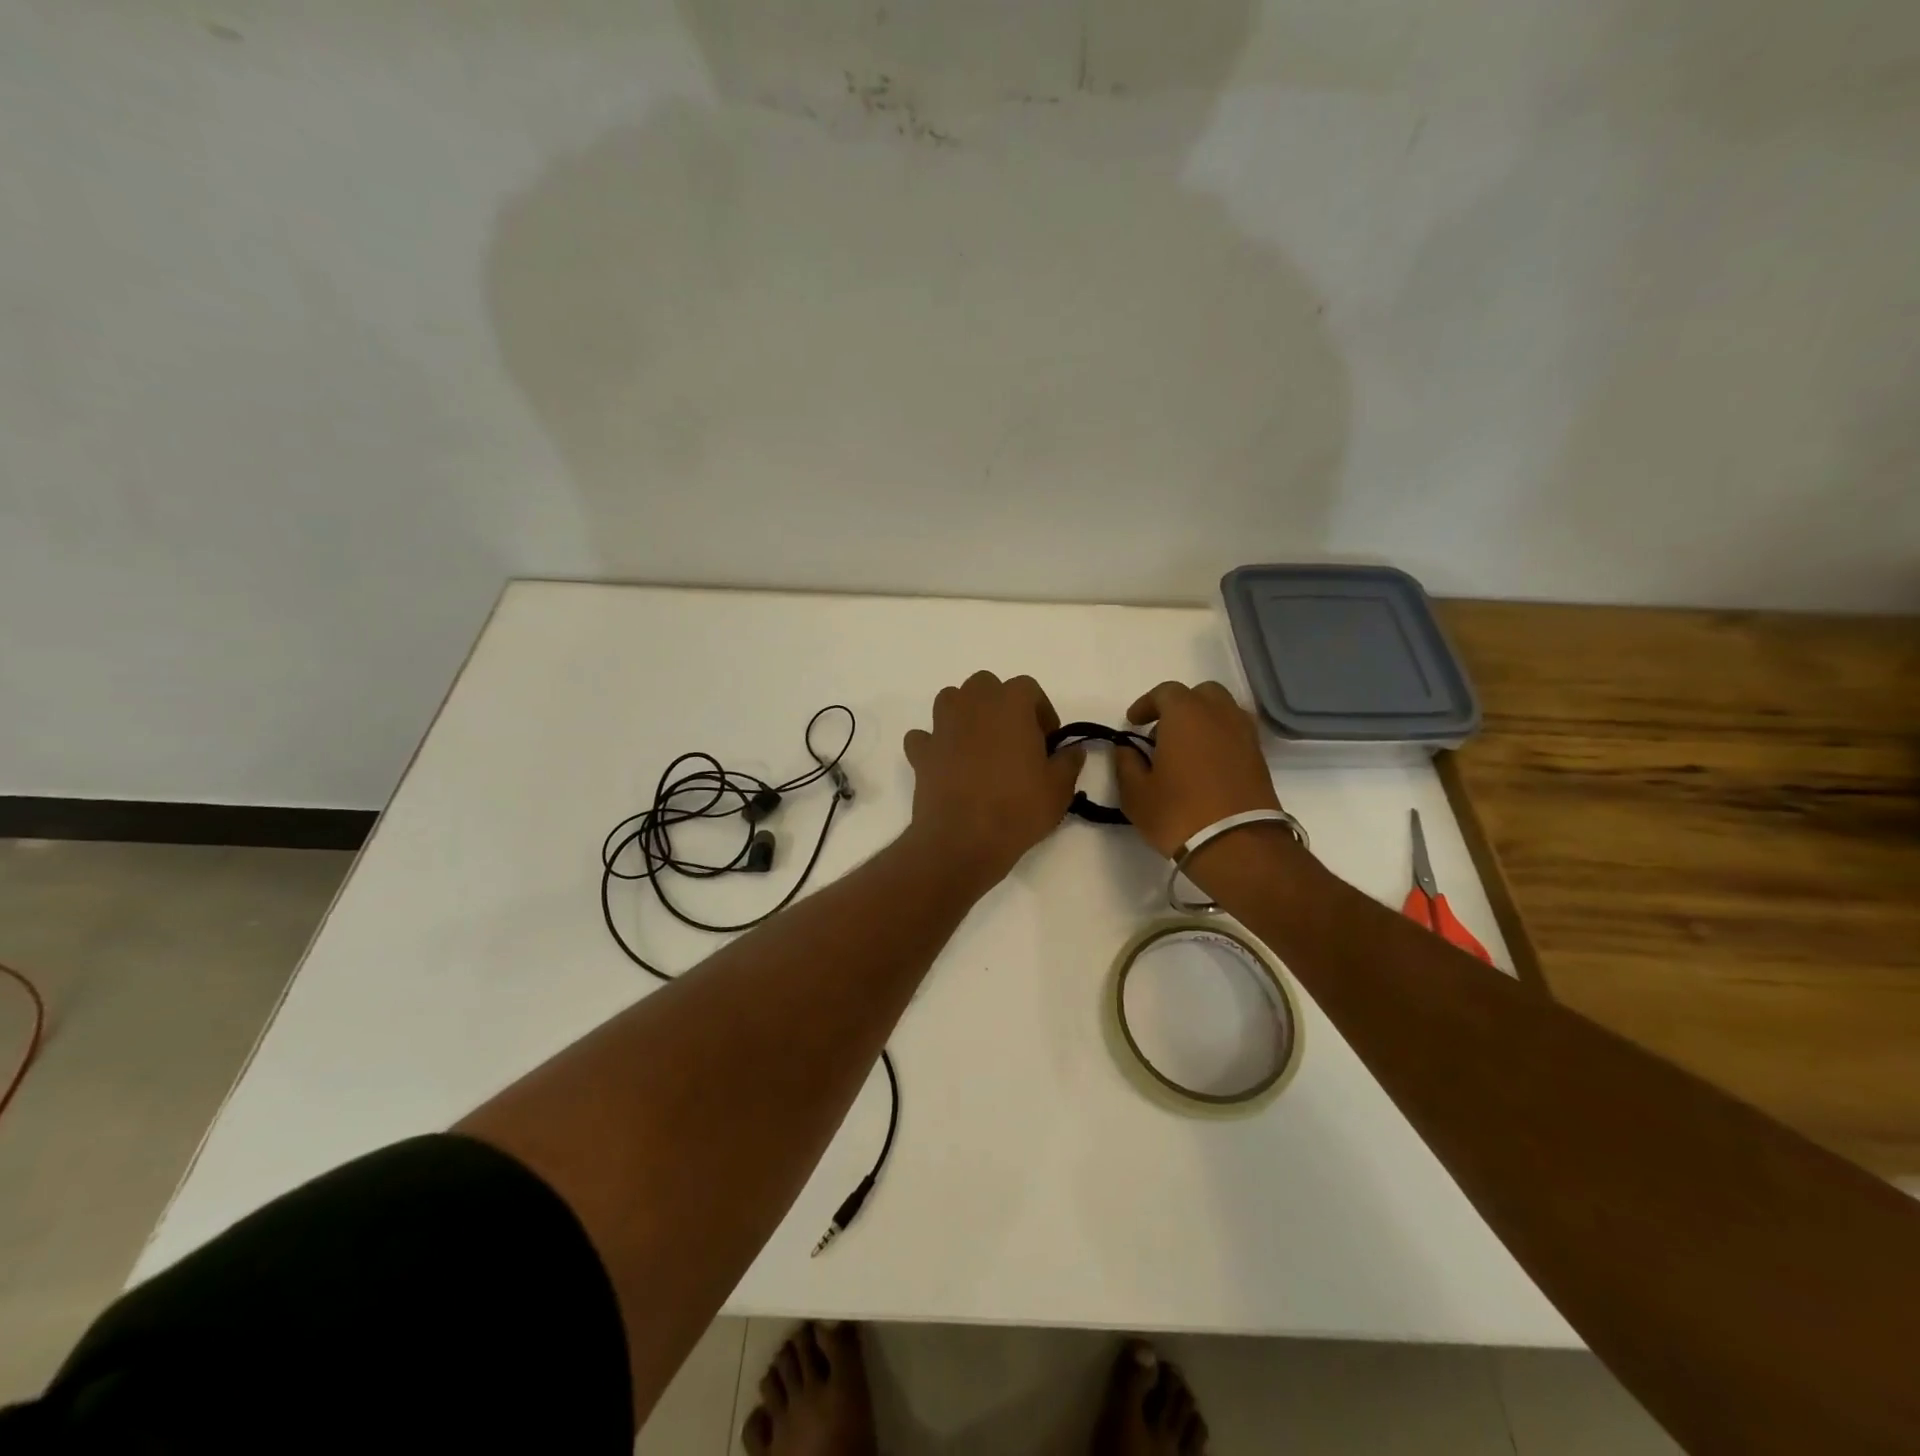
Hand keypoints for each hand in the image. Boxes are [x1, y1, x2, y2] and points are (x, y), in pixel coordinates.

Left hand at [903, 672, 1083, 888]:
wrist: (963, 839)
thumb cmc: (1018, 808)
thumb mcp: (1059, 788)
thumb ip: (1069, 762)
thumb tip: (1074, 751)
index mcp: (1010, 704)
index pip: (1028, 688)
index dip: (1041, 710)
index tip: (1048, 739)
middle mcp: (972, 705)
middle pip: (985, 685)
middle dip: (1000, 704)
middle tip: (1014, 738)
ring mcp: (942, 727)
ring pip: (951, 700)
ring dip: (965, 713)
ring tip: (980, 744)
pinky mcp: (921, 753)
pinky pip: (924, 737)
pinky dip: (934, 743)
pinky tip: (946, 762)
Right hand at [1113, 680, 1281, 857]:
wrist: (1237, 845)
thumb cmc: (1178, 813)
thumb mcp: (1135, 793)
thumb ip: (1126, 763)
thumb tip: (1127, 749)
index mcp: (1186, 714)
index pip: (1164, 692)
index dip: (1146, 704)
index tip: (1133, 723)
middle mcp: (1219, 714)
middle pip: (1201, 694)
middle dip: (1179, 706)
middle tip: (1161, 732)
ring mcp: (1245, 735)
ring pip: (1223, 711)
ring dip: (1203, 721)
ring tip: (1185, 749)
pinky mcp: (1260, 758)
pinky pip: (1236, 734)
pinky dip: (1219, 739)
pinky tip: (1205, 766)